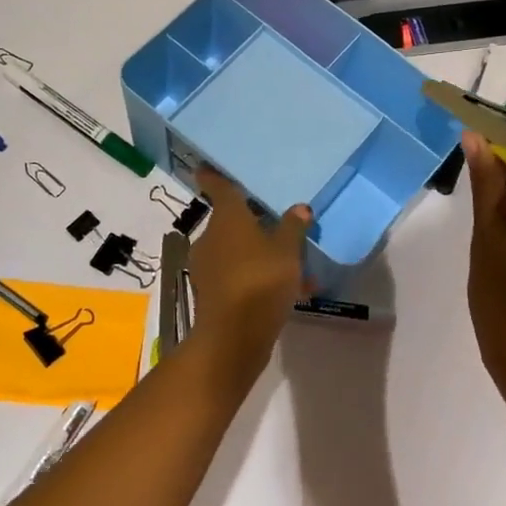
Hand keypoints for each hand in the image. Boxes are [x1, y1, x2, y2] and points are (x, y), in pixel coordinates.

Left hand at [186, 168, 311, 383]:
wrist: (233, 338)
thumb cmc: (260, 281)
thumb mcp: (287, 251)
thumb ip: (293, 227)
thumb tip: (299, 207)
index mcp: (227, 218)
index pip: (219, 188)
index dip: (213, 177)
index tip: (205, 167)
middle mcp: (211, 237)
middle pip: (230, 222)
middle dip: (252, 223)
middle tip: (277, 223)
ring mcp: (208, 267)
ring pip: (237, 251)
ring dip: (260, 254)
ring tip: (295, 265)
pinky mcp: (212, 293)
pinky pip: (239, 276)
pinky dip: (258, 278)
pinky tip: (290, 291)